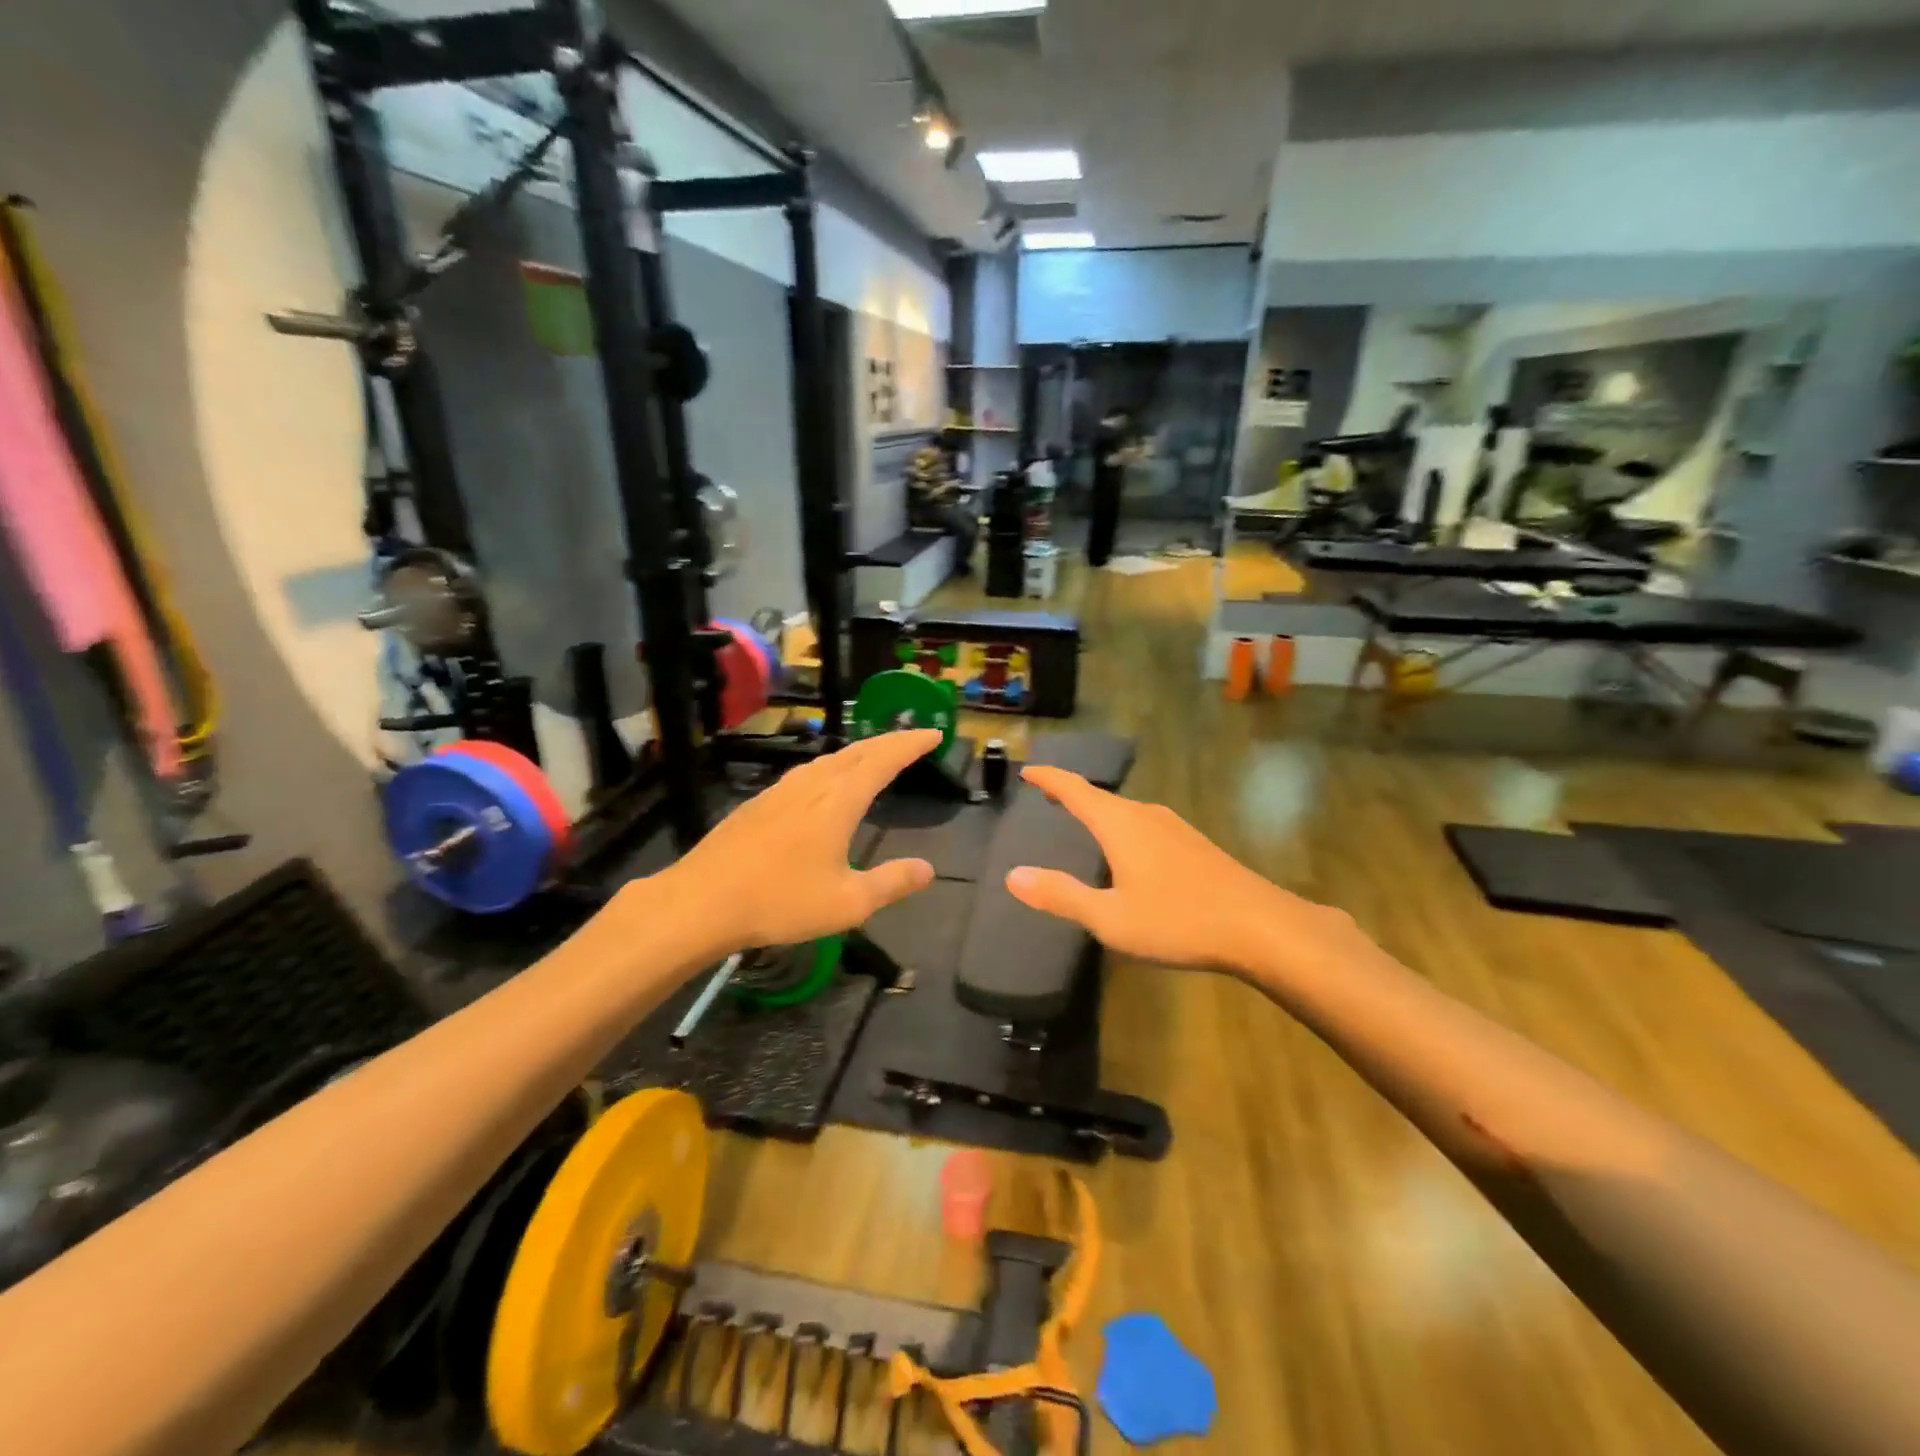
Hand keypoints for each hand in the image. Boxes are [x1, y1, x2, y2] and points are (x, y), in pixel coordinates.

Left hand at [662, 730, 939, 949]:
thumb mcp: (847, 903)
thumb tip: (927, 869)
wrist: (701, 901)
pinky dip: (831, 768)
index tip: (935, 735)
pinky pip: (806, 773)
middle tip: (913, 740)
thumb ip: (891, 883)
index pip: (884, 760)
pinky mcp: (758, 803)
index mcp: (838, 801)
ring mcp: (781, 791)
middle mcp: (811, 785)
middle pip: (857, 752)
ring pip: (828, 760)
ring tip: (874, 759)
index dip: (911, 745)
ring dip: (858, 754)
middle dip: (889, 742)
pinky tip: (823, 785)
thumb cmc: (780, 902)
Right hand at [1005, 766, 1361, 976]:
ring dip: (1100, 811)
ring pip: (1126, 811)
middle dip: (1072, 794)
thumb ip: (1061, 895)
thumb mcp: (1110, 918)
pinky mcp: (1195, 845)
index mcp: (1121, 825)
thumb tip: (1013, 876)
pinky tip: (1130, 851)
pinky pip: (1146, 825)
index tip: (1028, 770)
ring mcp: (1175, 828)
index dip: (1049, 779)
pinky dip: (1123, 827)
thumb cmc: (1178, 920)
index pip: (1076, 790)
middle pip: (1101, 798)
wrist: (1261, 927)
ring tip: (1084, 819)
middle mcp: (1146, 815)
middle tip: (1048, 796)